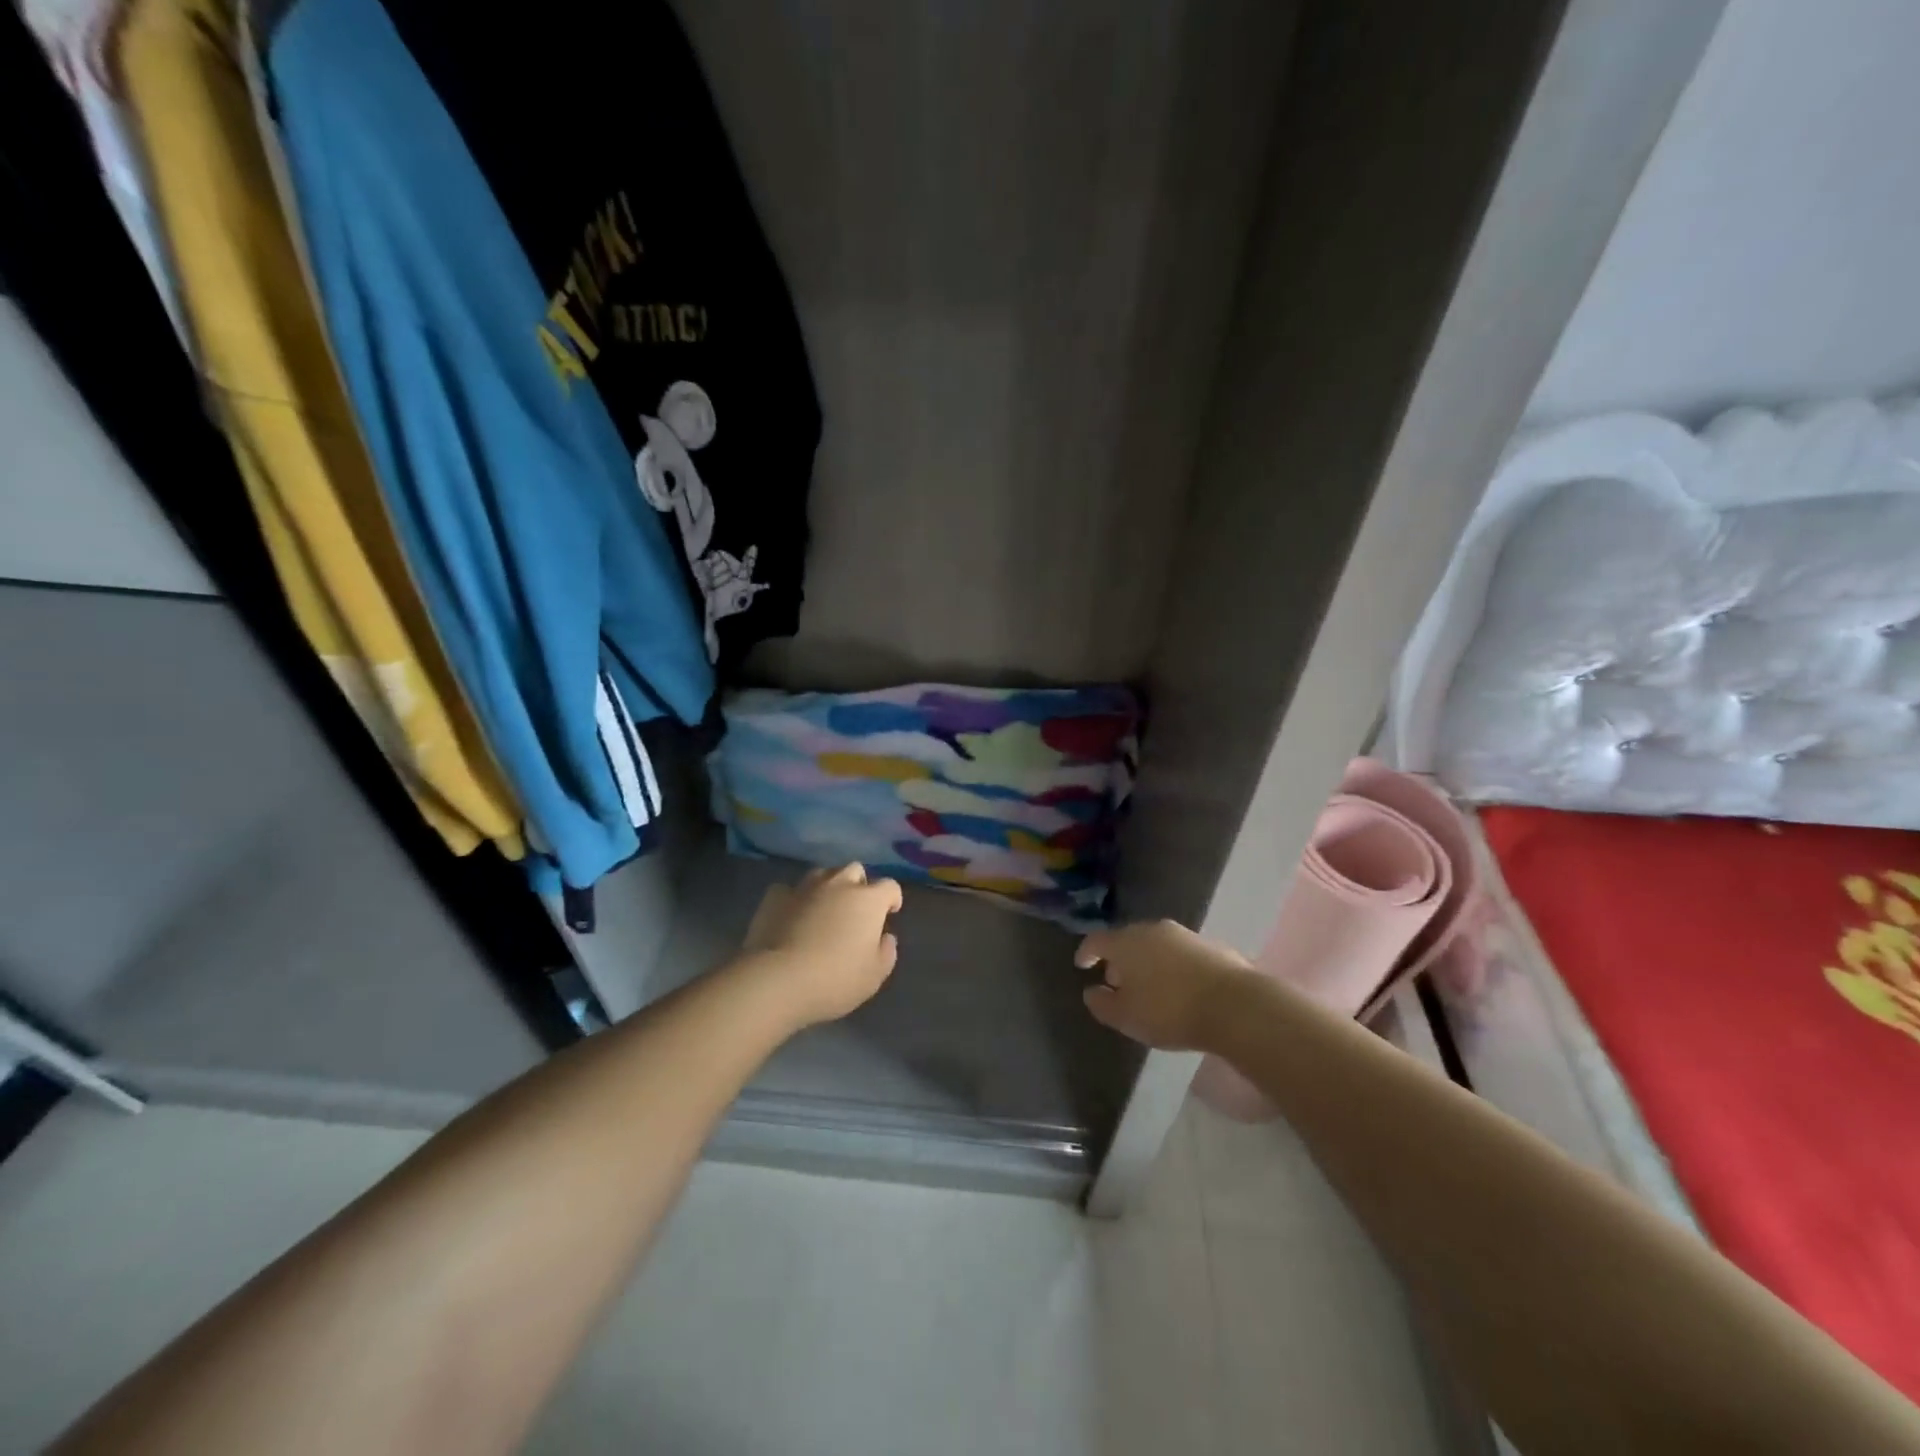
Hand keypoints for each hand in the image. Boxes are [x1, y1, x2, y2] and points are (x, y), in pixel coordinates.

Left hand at [735, 864, 902, 1028]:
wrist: (777, 980)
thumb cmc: (835, 979)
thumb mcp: (874, 976)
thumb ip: (886, 952)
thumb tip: (885, 937)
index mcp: (868, 900)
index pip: (889, 886)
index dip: (892, 898)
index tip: (889, 914)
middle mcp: (839, 884)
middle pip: (855, 870)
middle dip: (859, 885)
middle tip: (855, 910)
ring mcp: (804, 887)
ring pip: (822, 874)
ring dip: (827, 887)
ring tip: (823, 909)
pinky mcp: (774, 897)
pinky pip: (789, 890)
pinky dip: (794, 899)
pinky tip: (790, 915)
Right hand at [1075, 919, 1256, 1050]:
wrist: (1235, 1005)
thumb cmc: (1170, 1010)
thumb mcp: (1127, 1017)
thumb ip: (1102, 1004)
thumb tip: (1092, 992)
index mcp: (1126, 942)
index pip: (1097, 940)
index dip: (1086, 952)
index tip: (1082, 965)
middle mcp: (1152, 930)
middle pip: (1127, 939)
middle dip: (1119, 959)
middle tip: (1116, 981)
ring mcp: (1184, 935)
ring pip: (1155, 945)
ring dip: (1146, 962)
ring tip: (1148, 987)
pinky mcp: (1211, 946)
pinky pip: (1180, 954)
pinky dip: (1171, 966)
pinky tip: (1178, 988)